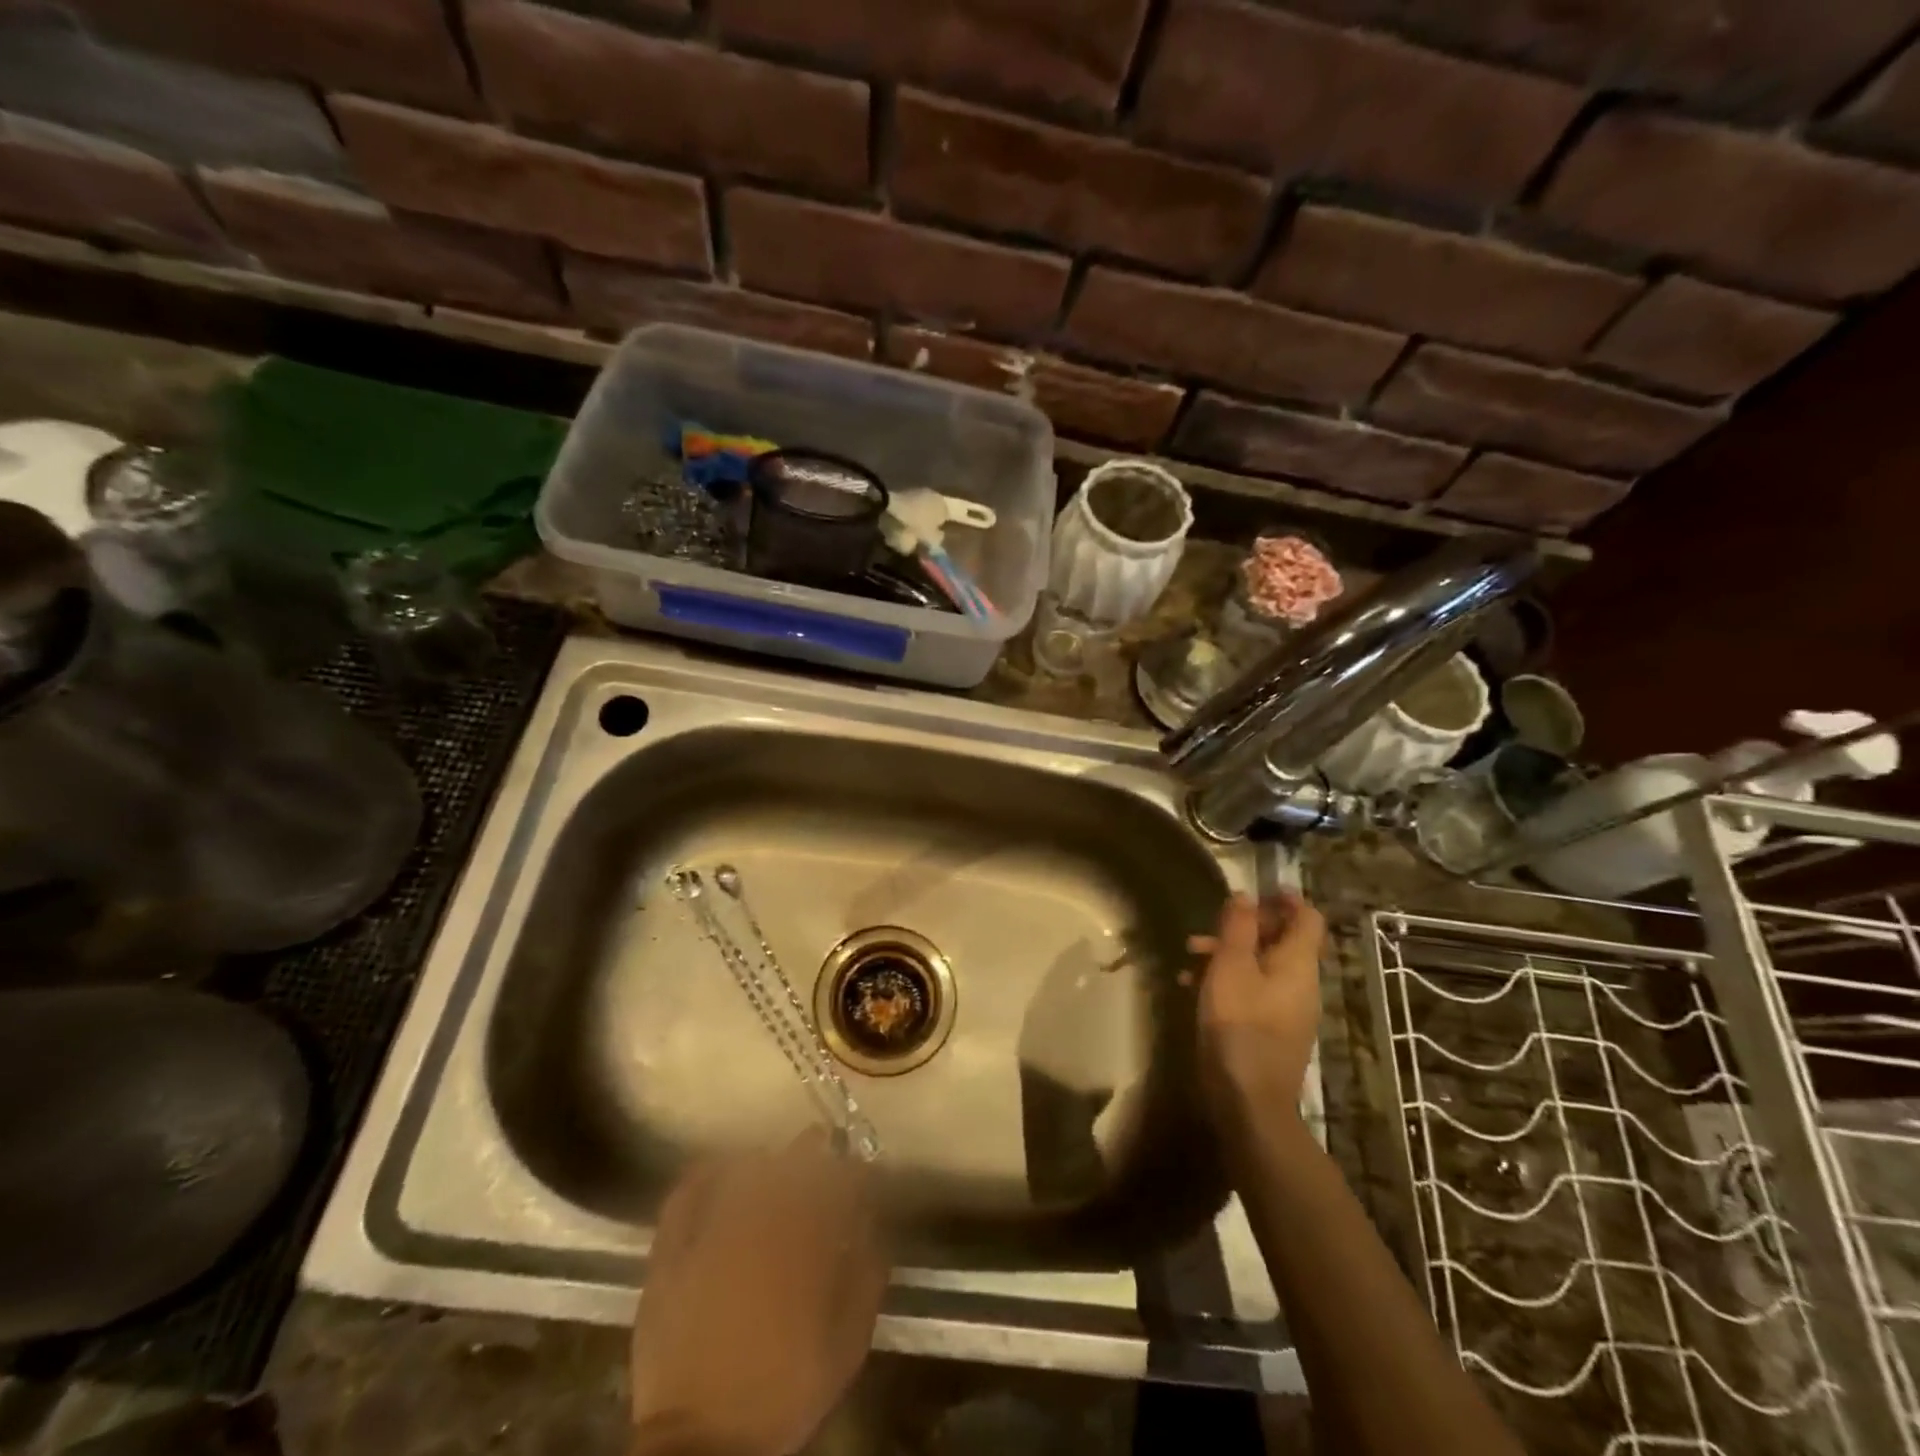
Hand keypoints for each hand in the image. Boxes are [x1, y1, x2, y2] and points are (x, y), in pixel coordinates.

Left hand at [630, 1131, 889, 1455]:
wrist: (705, 1446)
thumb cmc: (786, 1391)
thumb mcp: (848, 1341)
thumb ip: (867, 1274)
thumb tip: (872, 1223)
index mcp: (806, 1243)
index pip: (836, 1180)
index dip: (851, 1168)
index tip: (859, 1169)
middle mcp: (760, 1225)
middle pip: (790, 1164)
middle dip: (812, 1150)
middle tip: (820, 1146)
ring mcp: (710, 1234)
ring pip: (744, 1170)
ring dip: (766, 1160)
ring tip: (776, 1162)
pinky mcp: (671, 1252)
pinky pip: (687, 1192)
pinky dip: (706, 1172)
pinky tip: (719, 1168)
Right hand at [1190, 891, 1325, 1125]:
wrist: (1249, 1101)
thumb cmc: (1239, 1025)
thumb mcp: (1230, 967)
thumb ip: (1238, 928)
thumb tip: (1246, 896)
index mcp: (1297, 964)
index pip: (1308, 919)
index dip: (1287, 900)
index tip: (1259, 889)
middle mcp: (1300, 984)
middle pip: (1282, 940)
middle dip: (1245, 927)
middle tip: (1210, 926)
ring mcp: (1288, 1010)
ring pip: (1262, 966)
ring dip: (1229, 953)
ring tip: (1190, 955)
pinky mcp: (1271, 1031)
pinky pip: (1253, 991)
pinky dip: (1228, 980)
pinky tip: (1193, 987)